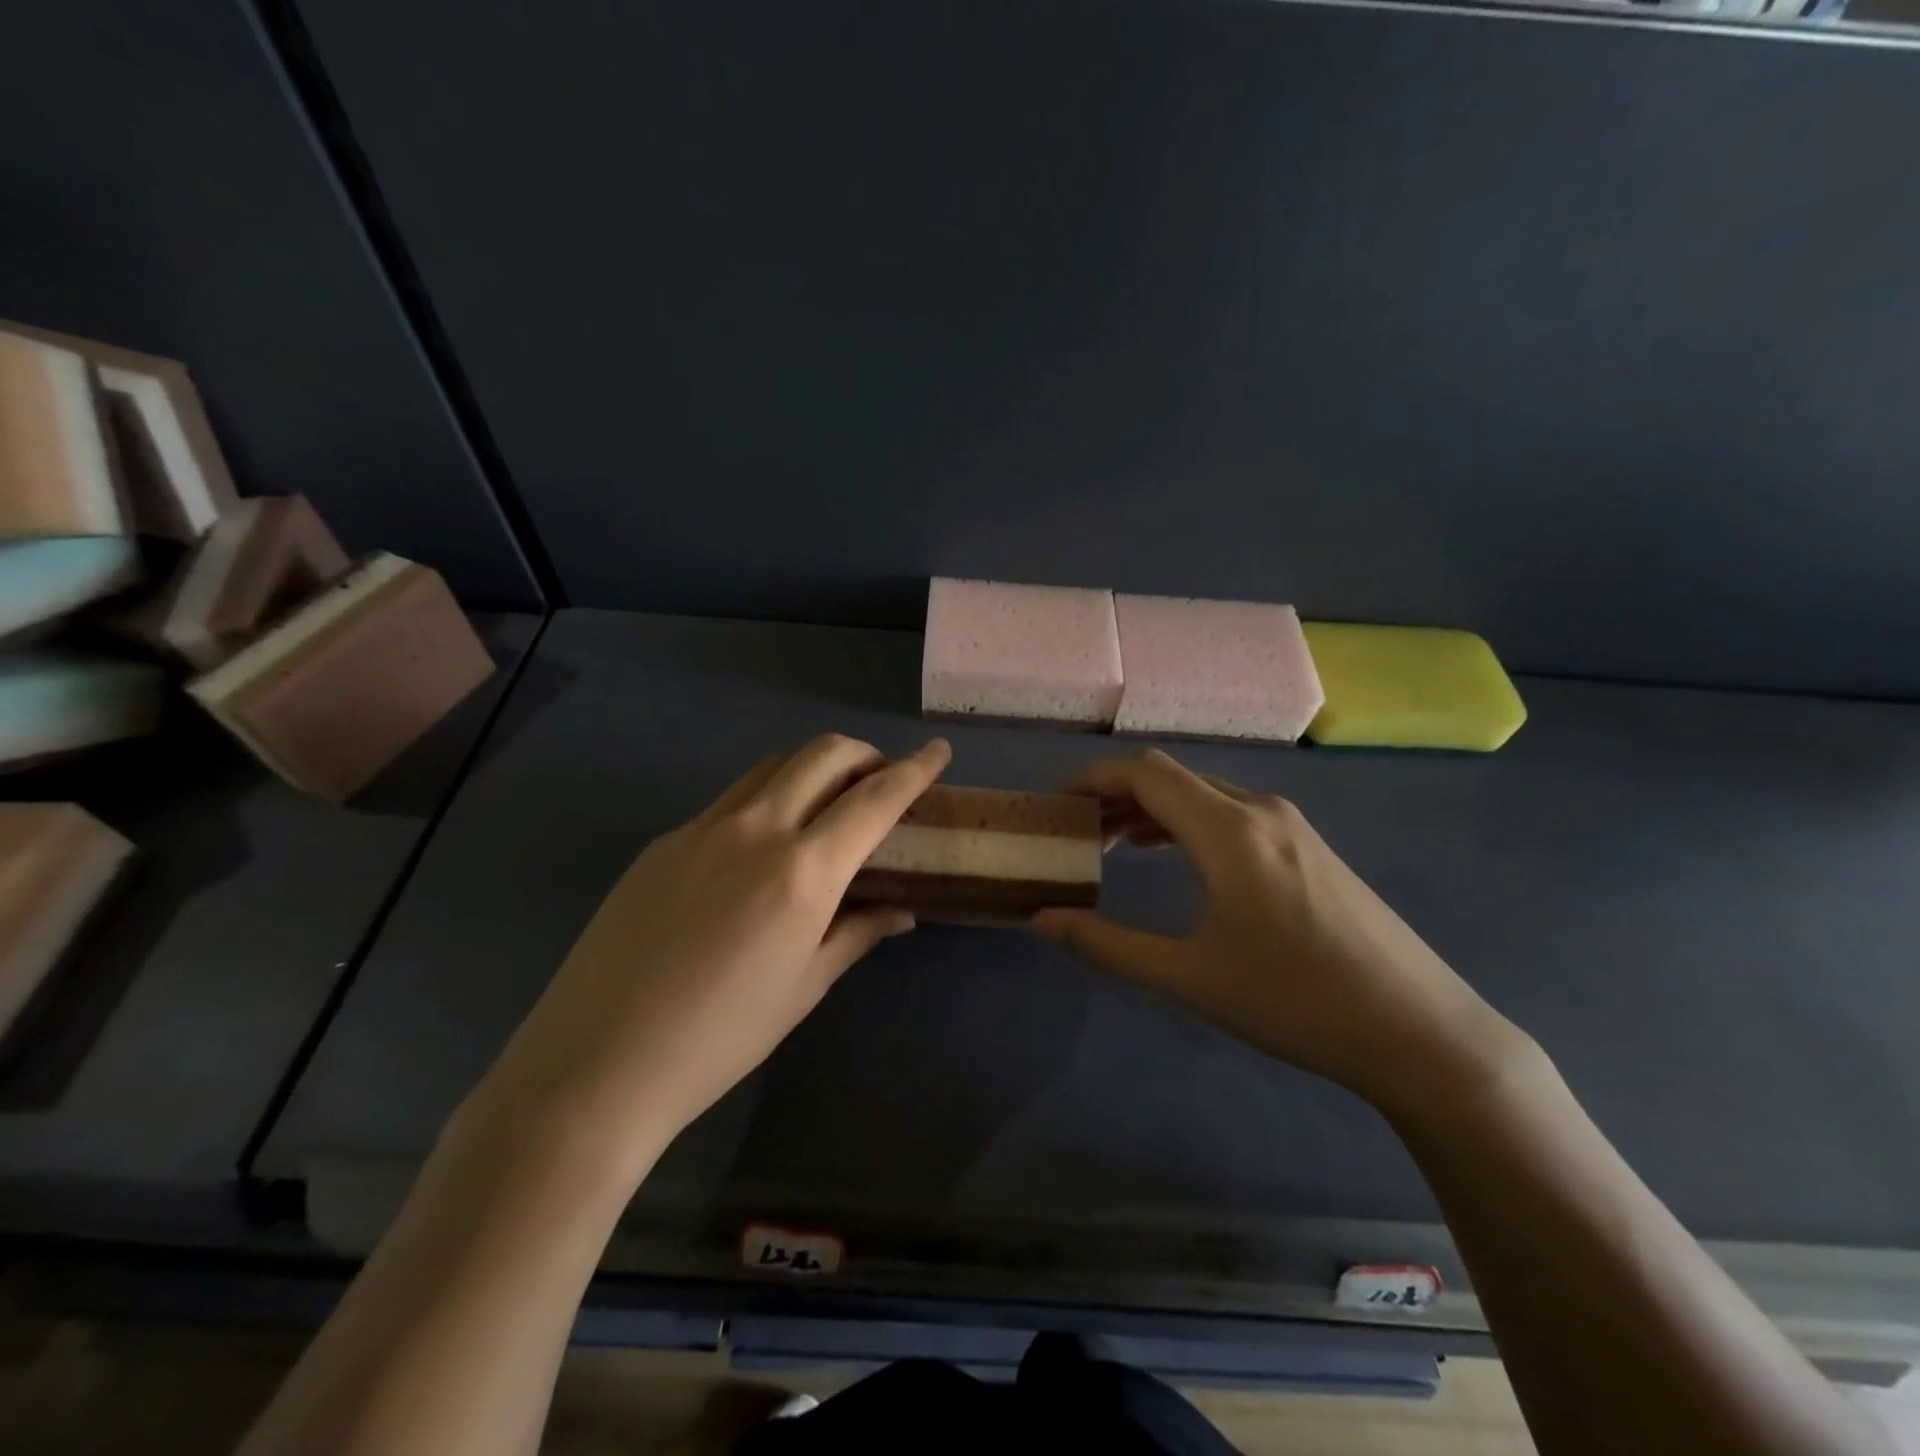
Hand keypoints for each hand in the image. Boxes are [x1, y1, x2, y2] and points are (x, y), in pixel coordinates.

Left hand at [457, 735, 952, 1181]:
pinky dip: (767, 798)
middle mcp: (756, 829)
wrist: (595, 1064)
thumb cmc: (719, 1039)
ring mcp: (702, 828)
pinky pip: (731, 799)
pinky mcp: (665, 841)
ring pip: (773, 766)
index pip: (874, 799)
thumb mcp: (804, 988)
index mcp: (802, 871)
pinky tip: (762, 846)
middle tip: (881, 781)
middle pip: (822, 754)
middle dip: (864, 754)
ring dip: (814, 767)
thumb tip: (900, 910)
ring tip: (827, 802)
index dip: (915, 770)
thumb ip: (857, 934)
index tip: (939, 751)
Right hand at [1032, 750, 1530, 1113]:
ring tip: (1112, 844)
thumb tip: (1041, 922)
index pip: (1144, 773)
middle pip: (1170, 777)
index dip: (1092, 777)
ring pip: (1202, 793)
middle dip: (1115, 795)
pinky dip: (1187, 822)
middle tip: (1076, 832)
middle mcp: (1259, 810)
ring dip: (1151, 809)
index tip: (1056, 802)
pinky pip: (1231, 812)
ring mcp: (1291, 825)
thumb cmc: (1295, 1002)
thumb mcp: (1190, 978)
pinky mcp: (1309, 845)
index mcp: (1228, 831)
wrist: (1419, 1032)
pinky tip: (1174, 856)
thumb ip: (1107, 945)